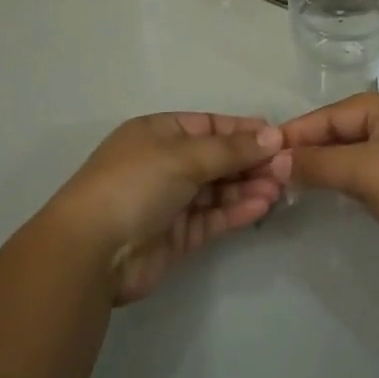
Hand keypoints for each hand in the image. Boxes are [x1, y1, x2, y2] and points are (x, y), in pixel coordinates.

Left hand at [50, 113, 292, 304]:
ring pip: (218, 189)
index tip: (279, 138)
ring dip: (248, 187)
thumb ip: (232, 148)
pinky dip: (236, 211)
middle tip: (287, 168)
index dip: (244, 130)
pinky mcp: (177, 236)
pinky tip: (261, 207)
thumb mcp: (184, 155)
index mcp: (159, 132)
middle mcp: (165, 163)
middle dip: (251, 162)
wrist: (91, 251)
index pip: (210, 125)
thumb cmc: (135, 184)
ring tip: (279, 189)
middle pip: (218, 158)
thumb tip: (273, 134)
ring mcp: (171, 201)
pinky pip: (213, 217)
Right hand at [281, 93, 378, 286]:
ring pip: (363, 150)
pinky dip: (355, 178)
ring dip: (333, 165)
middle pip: (349, 128)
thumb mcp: (364, 172)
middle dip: (314, 148)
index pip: (336, 113)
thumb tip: (278, 161)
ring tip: (299, 182)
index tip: (266, 149)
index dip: (300, 131)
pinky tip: (337, 192)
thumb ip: (319, 163)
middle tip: (277, 170)